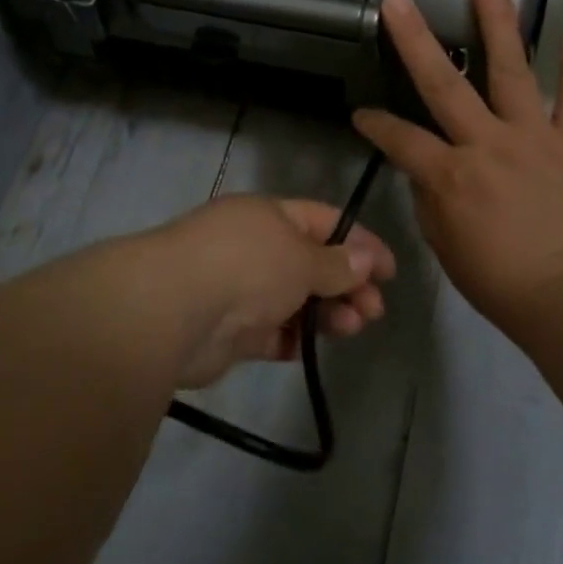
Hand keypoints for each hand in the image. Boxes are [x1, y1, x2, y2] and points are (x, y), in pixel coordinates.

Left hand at [154, 195, 397, 388]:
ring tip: (352, 328)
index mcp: (268, 216)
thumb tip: (365, 259)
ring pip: (294, 300)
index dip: (360, 242)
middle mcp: (253, 247)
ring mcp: (239, 289)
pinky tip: (309, 347)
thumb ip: (337, 263)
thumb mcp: (302, 257)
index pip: (324, 221)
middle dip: (347, 284)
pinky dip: (293, 338)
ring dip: (326, 313)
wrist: (172, 310)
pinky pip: (271, 332)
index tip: (390, 271)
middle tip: (374, 310)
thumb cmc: (246, 265)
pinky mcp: (229, 331)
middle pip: (311, 263)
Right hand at [353, 0, 562, 338]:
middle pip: (443, 85)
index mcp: (449, 174)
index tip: (360, 114)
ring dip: (499, 24)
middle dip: (415, 41)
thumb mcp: (446, 247)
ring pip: (512, 71)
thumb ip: (432, 201)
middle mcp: (486, 143)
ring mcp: (532, 137)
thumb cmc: (500, 282)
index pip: (399, 139)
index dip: (375, 125)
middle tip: (398, 0)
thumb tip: (428, 171)